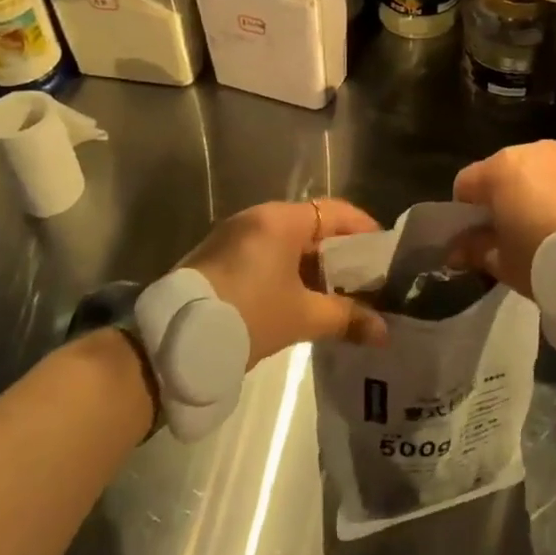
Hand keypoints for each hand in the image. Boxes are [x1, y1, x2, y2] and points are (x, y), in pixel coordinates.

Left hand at [181, 198, 389, 365]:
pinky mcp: (217, 257)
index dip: (364, 230)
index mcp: (281, 219)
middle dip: (339, 253)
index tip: (382, 255)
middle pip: (311, 225)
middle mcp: (257, 217)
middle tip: (363, 280)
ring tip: (334, 295)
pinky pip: (264, 254)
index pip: (336, 211)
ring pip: (286, 242)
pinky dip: (286, 270)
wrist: (171, 343)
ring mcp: (233, 235)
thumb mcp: (301, 317)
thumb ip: (346, 318)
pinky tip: (297, 299)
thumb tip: (384, 332)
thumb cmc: (247, 316)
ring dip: (312, 265)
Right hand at [449, 141, 555, 299]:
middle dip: (508, 197)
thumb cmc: (550, 259)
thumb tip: (455, 250)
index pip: (467, 183)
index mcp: (502, 170)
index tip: (479, 237)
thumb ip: (476, 250)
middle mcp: (536, 149)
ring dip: (544, 191)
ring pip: (546, 169)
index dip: (467, 211)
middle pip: (508, 171)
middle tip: (519, 234)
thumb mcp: (506, 264)